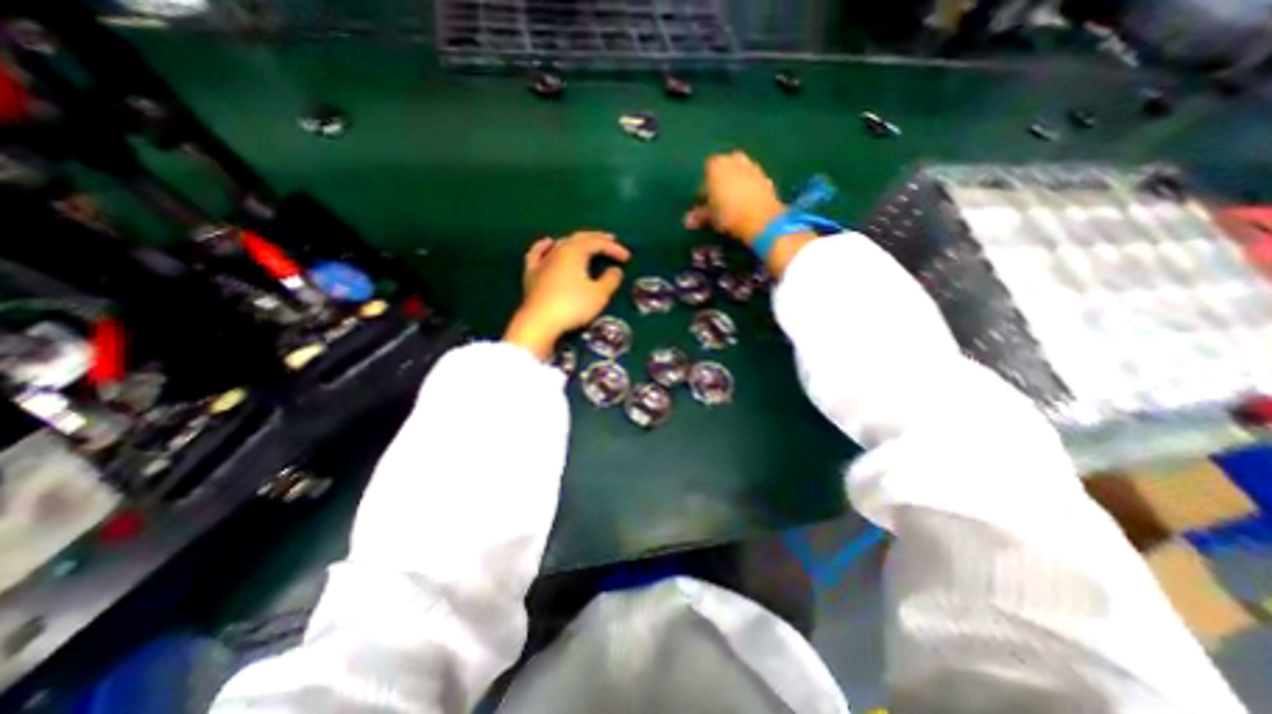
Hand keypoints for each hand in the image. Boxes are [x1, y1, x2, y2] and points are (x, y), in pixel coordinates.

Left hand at [502, 232, 629, 360]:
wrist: (540, 322)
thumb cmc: (573, 306)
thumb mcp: (599, 295)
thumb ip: (610, 280)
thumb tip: (615, 270)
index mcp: (575, 252)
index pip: (597, 243)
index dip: (614, 248)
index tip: (627, 258)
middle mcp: (558, 250)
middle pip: (579, 238)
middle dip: (597, 238)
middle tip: (611, 240)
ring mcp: (542, 261)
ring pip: (561, 243)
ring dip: (576, 241)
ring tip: (586, 243)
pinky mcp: (531, 273)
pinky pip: (538, 253)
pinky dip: (545, 246)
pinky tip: (549, 243)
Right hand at [687, 151, 785, 245]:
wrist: (761, 218)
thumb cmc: (728, 214)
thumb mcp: (710, 216)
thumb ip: (699, 215)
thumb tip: (687, 220)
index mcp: (716, 165)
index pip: (705, 173)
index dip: (704, 189)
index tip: (703, 204)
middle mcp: (734, 160)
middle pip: (724, 169)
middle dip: (720, 182)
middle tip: (717, 201)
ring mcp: (752, 167)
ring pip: (739, 173)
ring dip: (735, 185)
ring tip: (732, 204)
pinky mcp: (766, 178)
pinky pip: (752, 182)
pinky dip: (748, 190)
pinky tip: (746, 205)